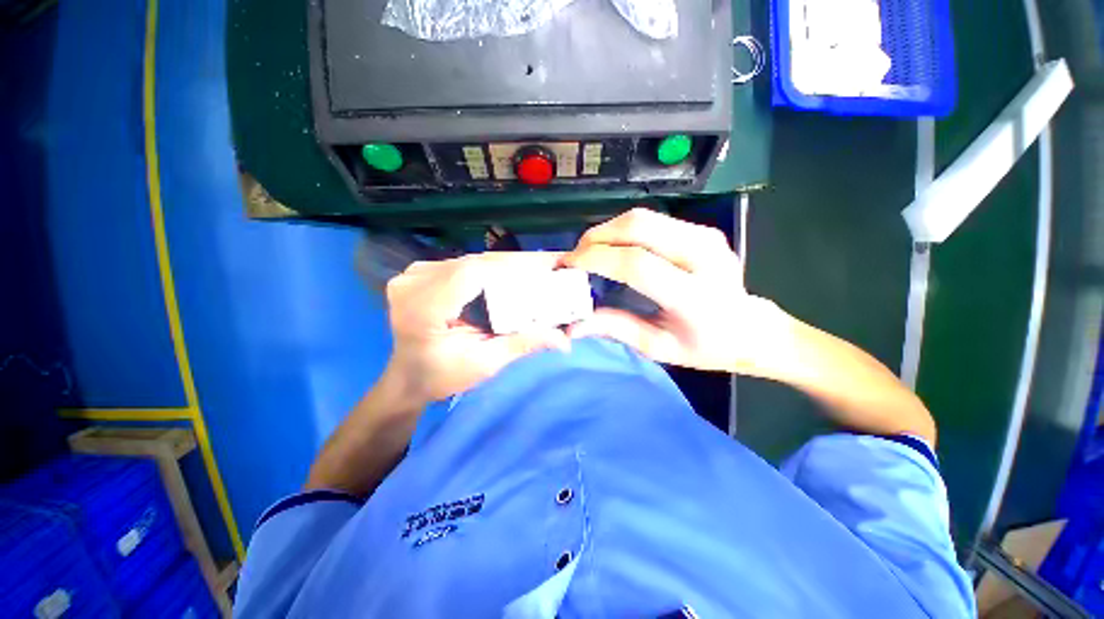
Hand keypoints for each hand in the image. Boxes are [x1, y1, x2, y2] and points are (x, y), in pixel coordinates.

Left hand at [383, 252, 569, 404]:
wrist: (408, 377)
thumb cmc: (443, 376)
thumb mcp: (485, 364)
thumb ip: (522, 345)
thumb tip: (563, 340)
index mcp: (423, 310)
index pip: (471, 275)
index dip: (509, 267)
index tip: (545, 267)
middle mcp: (413, 284)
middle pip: (472, 264)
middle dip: (513, 264)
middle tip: (548, 264)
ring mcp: (411, 275)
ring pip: (468, 260)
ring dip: (501, 264)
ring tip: (533, 268)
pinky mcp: (417, 273)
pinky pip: (459, 264)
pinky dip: (486, 267)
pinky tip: (506, 274)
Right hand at [564, 208, 790, 375]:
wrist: (751, 327)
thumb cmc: (705, 346)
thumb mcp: (658, 347)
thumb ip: (616, 329)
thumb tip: (574, 325)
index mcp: (695, 297)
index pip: (637, 265)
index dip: (597, 259)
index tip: (569, 264)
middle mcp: (704, 257)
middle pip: (639, 228)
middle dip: (598, 236)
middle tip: (576, 254)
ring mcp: (707, 237)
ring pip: (644, 217)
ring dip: (609, 229)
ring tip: (590, 249)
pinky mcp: (703, 229)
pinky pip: (653, 219)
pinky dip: (625, 229)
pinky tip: (614, 245)